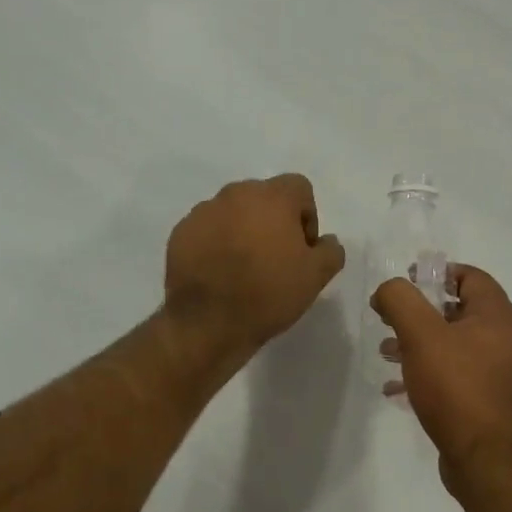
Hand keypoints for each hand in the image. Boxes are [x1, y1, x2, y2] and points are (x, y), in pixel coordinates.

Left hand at [164, 174, 345, 358]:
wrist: (208, 323)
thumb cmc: (268, 293)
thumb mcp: (316, 277)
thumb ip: (330, 251)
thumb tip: (326, 241)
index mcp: (272, 197)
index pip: (299, 188)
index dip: (307, 216)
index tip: (302, 249)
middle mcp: (235, 194)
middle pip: (264, 198)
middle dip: (273, 221)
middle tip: (275, 258)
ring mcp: (203, 211)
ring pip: (233, 212)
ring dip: (243, 230)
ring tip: (244, 268)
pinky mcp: (180, 233)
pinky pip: (207, 230)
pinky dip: (216, 243)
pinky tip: (219, 273)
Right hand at [372, 264, 511, 488]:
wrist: (490, 460)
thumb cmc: (458, 388)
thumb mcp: (422, 335)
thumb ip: (400, 301)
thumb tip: (387, 290)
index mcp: (496, 315)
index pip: (470, 276)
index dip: (436, 273)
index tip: (405, 282)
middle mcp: (502, 339)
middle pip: (457, 311)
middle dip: (419, 312)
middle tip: (388, 319)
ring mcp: (496, 372)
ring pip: (451, 345)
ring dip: (417, 344)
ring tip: (386, 354)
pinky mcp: (485, 401)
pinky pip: (452, 376)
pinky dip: (425, 374)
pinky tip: (396, 390)